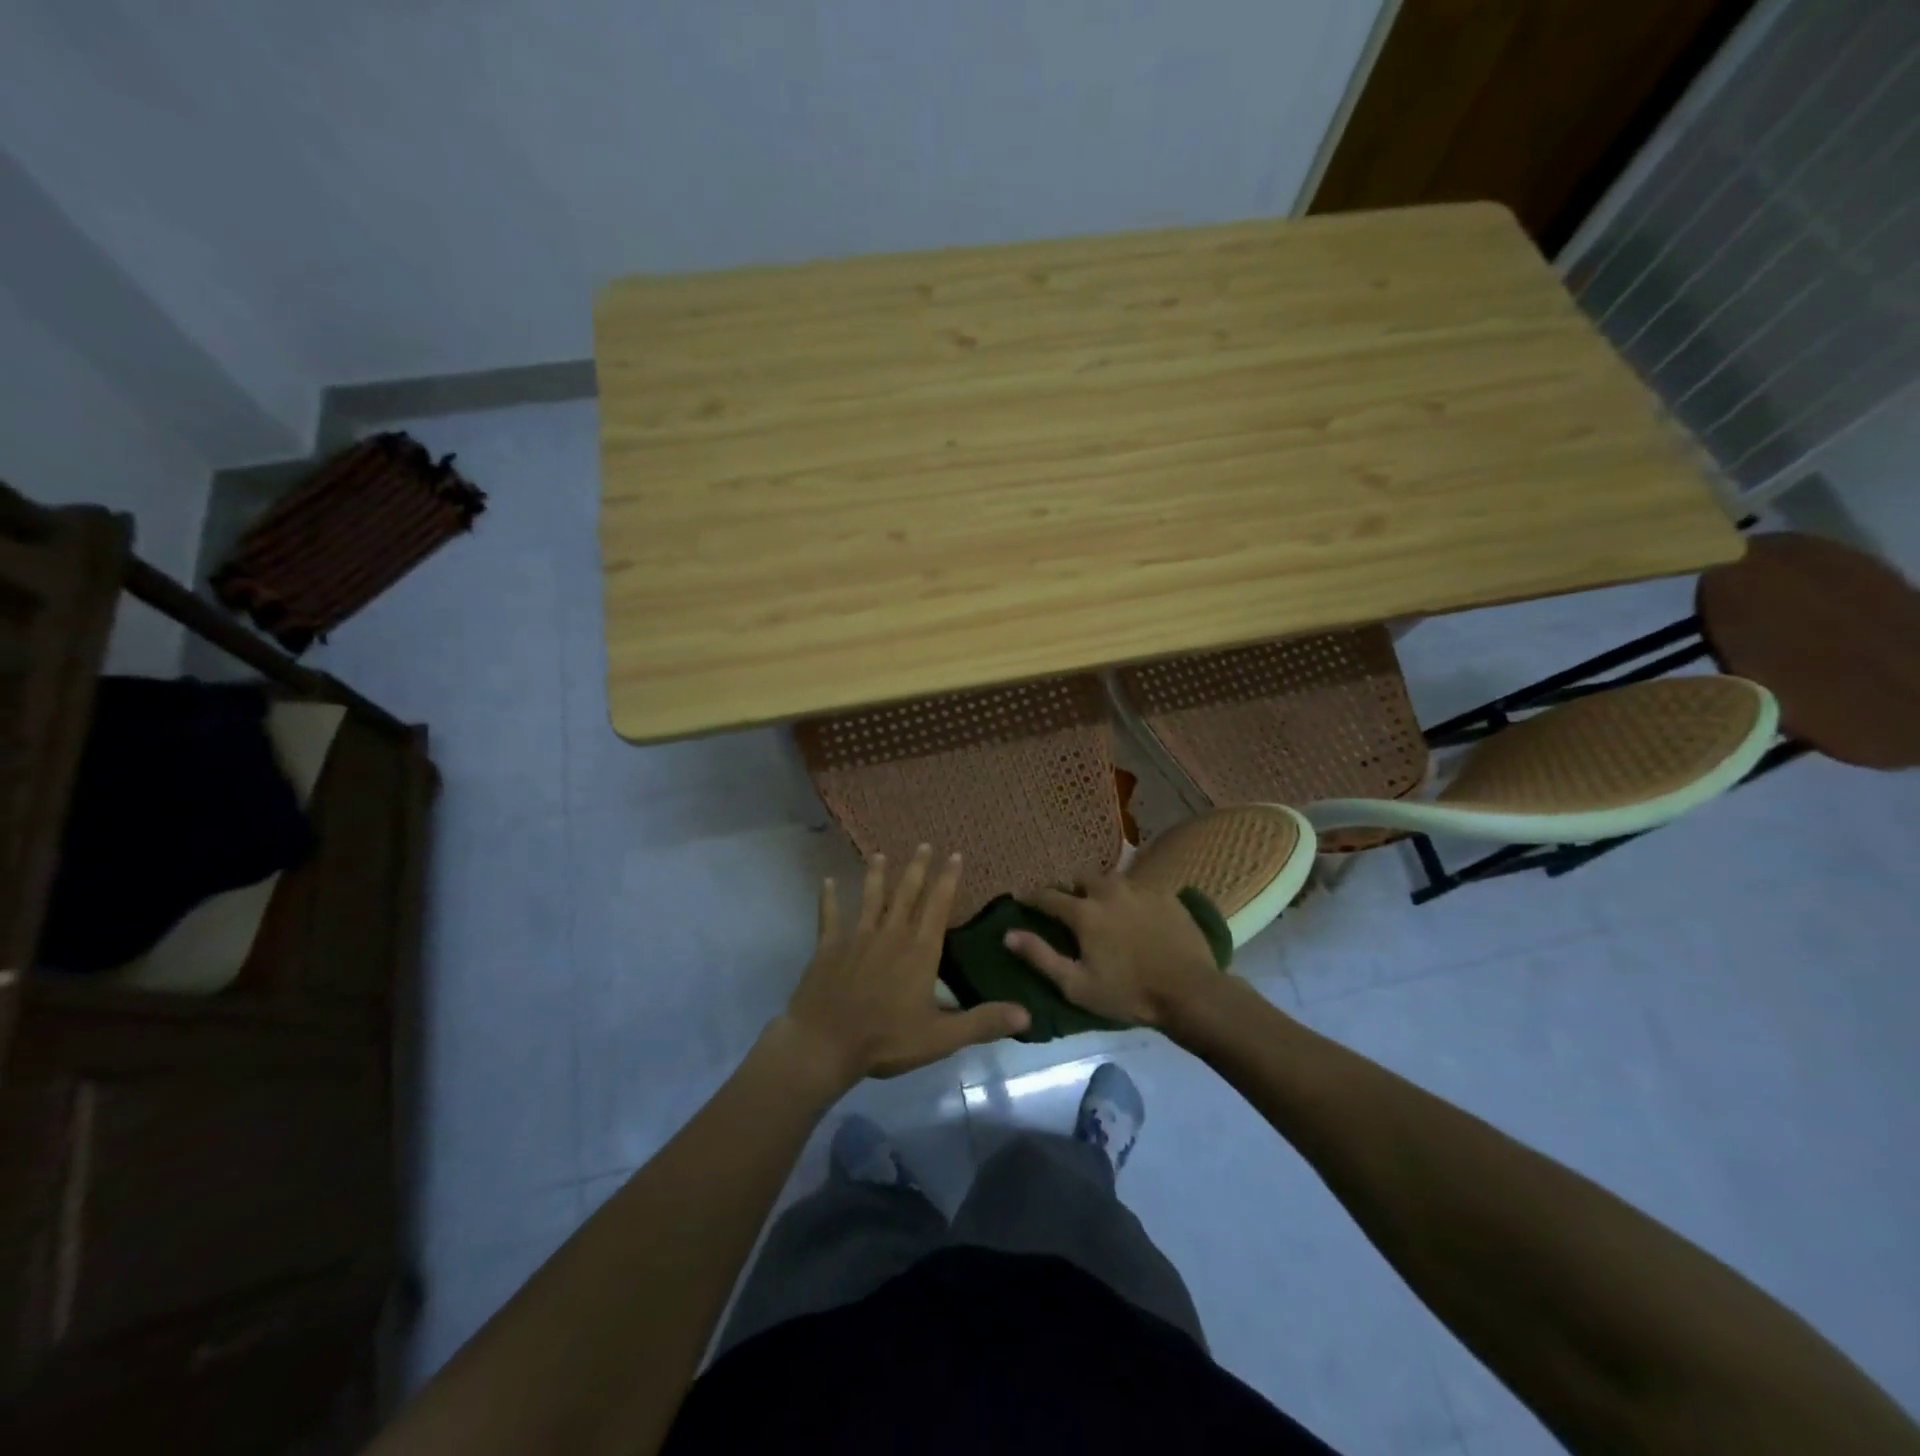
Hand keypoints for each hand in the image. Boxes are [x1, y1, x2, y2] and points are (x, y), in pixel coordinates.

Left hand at [779, 846, 1030, 1086]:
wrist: (826, 1043)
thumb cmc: (886, 1039)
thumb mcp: (941, 1037)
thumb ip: (983, 1022)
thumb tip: (1026, 1014)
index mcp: (919, 951)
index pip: (938, 906)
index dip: (947, 880)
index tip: (954, 855)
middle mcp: (891, 934)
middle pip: (906, 893)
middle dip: (917, 868)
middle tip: (924, 844)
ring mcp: (857, 937)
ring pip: (870, 897)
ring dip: (876, 874)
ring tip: (879, 854)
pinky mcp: (829, 946)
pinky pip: (830, 915)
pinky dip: (829, 898)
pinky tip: (827, 881)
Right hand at [1004, 873, 1222, 1029]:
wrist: (1190, 992)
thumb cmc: (1127, 993)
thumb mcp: (1076, 985)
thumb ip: (1040, 956)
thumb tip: (1008, 934)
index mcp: (1084, 911)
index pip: (1048, 896)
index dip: (1030, 896)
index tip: (1020, 897)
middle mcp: (1108, 890)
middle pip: (1079, 878)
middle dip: (1068, 887)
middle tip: (1065, 903)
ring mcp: (1140, 889)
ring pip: (1109, 880)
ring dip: (1098, 889)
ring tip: (1099, 905)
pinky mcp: (1165, 895)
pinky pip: (1137, 889)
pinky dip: (1127, 897)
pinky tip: (1132, 913)